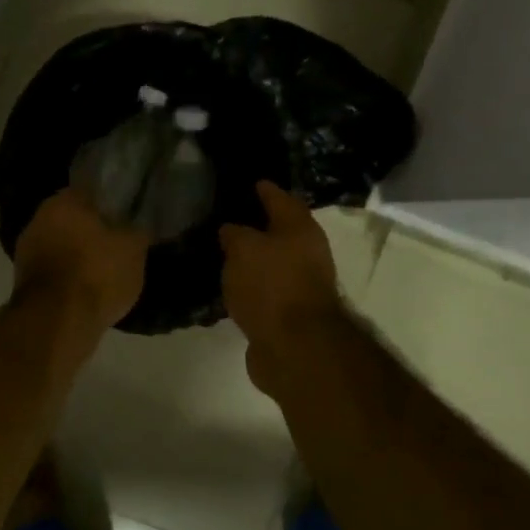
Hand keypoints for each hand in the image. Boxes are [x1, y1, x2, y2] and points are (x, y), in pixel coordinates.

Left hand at [13, 187, 149, 335]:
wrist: (57, 322)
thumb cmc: (97, 274)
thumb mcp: (133, 249)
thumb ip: (138, 230)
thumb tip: (141, 222)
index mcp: (64, 201)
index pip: (91, 191)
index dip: (111, 203)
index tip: (127, 215)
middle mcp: (39, 218)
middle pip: (72, 219)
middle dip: (92, 229)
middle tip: (118, 242)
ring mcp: (26, 251)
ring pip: (61, 245)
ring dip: (78, 254)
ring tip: (105, 269)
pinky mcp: (24, 281)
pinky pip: (54, 270)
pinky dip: (68, 276)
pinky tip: (87, 288)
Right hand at [219, 182, 342, 395]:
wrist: (294, 347)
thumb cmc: (271, 285)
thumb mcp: (244, 249)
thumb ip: (235, 234)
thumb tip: (231, 230)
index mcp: (300, 229)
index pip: (280, 199)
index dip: (265, 189)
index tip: (251, 182)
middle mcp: (306, 253)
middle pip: (280, 232)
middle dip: (258, 225)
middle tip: (228, 216)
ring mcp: (299, 285)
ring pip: (271, 262)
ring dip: (253, 257)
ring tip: (223, 251)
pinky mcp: (287, 313)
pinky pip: (265, 289)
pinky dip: (250, 284)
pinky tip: (230, 284)